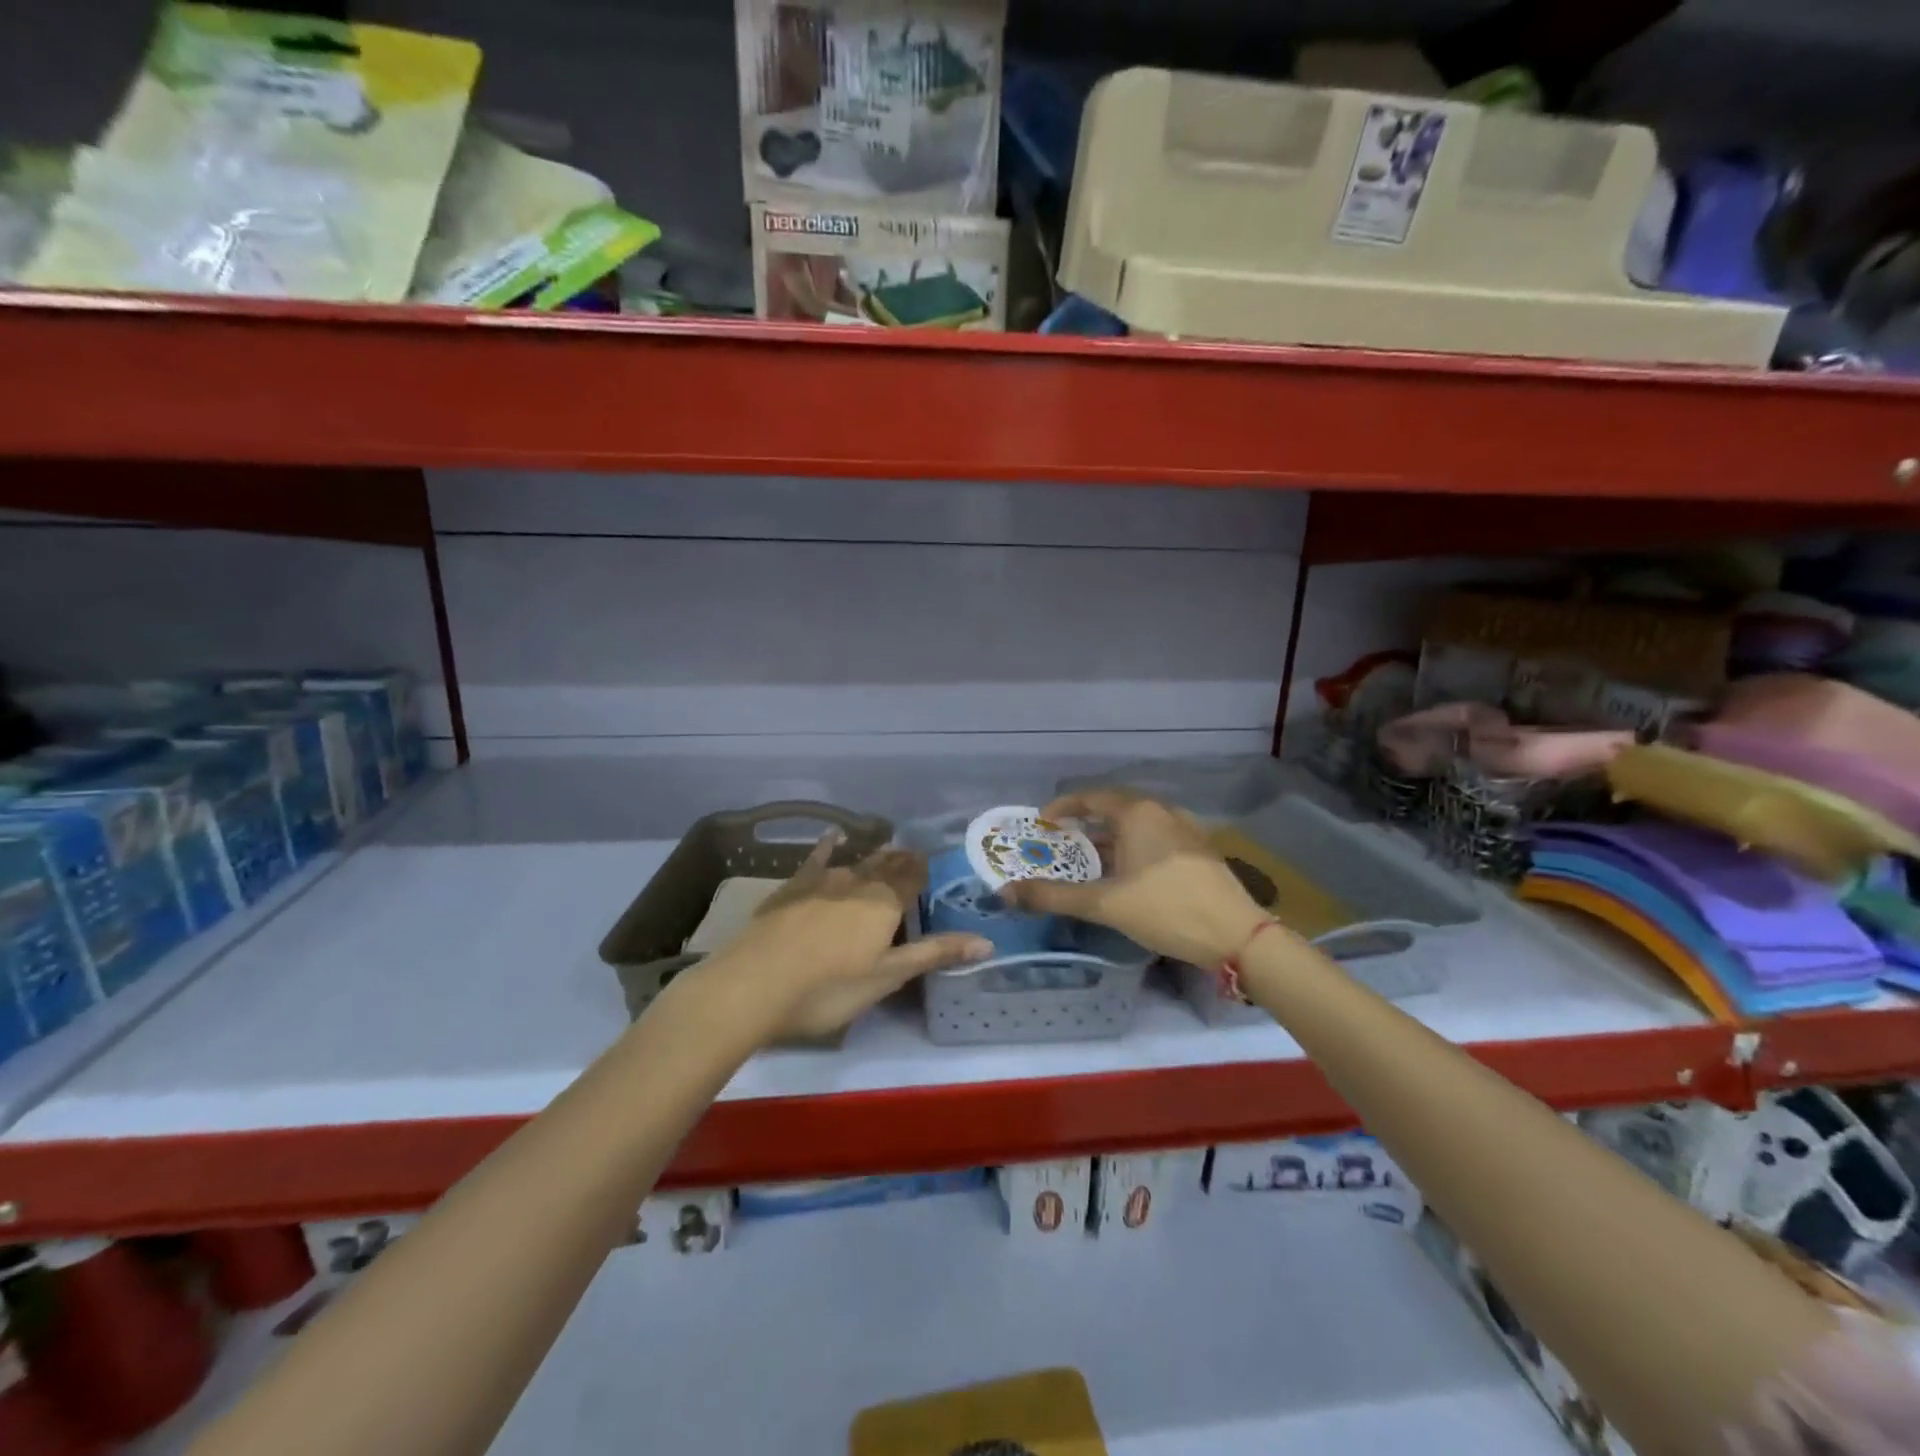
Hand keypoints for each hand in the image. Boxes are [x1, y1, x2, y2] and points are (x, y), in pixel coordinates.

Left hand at [688, 835, 990, 1042]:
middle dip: (902, 861)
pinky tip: (835, 836)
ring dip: (874, 856)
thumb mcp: (887, 978)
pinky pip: (817, 859)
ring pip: (857, 861)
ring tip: (887, 848)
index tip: (936, 862)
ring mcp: (822, 881)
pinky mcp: (792, 887)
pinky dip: (830, 847)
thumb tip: (987, 941)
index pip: (913, 877)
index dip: (925, 870)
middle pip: (886, 866)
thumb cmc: (828, 989)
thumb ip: (935, 954)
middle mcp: (858, 882)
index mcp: (885, 903)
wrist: (753, 985)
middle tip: (914, 856)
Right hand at [1001, 791, 1269, 966]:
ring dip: (1109, 841)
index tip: (1042, 823)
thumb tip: (1005, 893)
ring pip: (1136, 828)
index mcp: (1138, 813)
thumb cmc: (1167, 910)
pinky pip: (1155, 840)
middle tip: (1060, 846)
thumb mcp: (1105, 904)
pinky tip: (1127, 877)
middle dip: (1084, 827)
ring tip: (1088, 864)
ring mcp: (1185, 830)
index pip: (1091, 798)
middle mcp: (1162, 811)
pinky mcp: (1199, 851)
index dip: (1063, 808)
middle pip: (1114, 811)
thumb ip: (1053, 896)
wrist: (1238, 937)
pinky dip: (1132, 850)